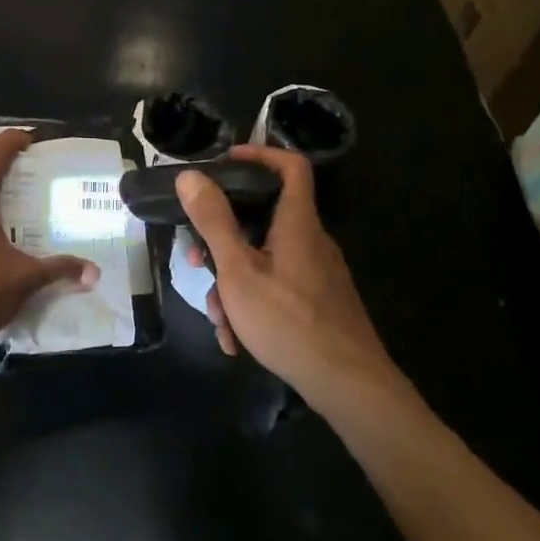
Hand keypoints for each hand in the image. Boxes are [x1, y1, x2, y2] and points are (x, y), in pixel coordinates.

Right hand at [179, 145, 406, 415]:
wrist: (349, 386)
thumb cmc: (289, 321)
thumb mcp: (239, 271)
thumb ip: (214, 222)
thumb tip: (190, 177)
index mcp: (298, 223)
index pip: (290, 166)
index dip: (260, 154)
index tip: (225, 163)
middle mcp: (311, 241)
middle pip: (264, 219)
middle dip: (224, 240)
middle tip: (199, 262)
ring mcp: (317, 273)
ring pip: (265, 260)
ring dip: (234, 283)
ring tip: (219, 320)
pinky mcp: (319, 301)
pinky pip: (278, 287)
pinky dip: (253, 304)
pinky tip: (237, 340)